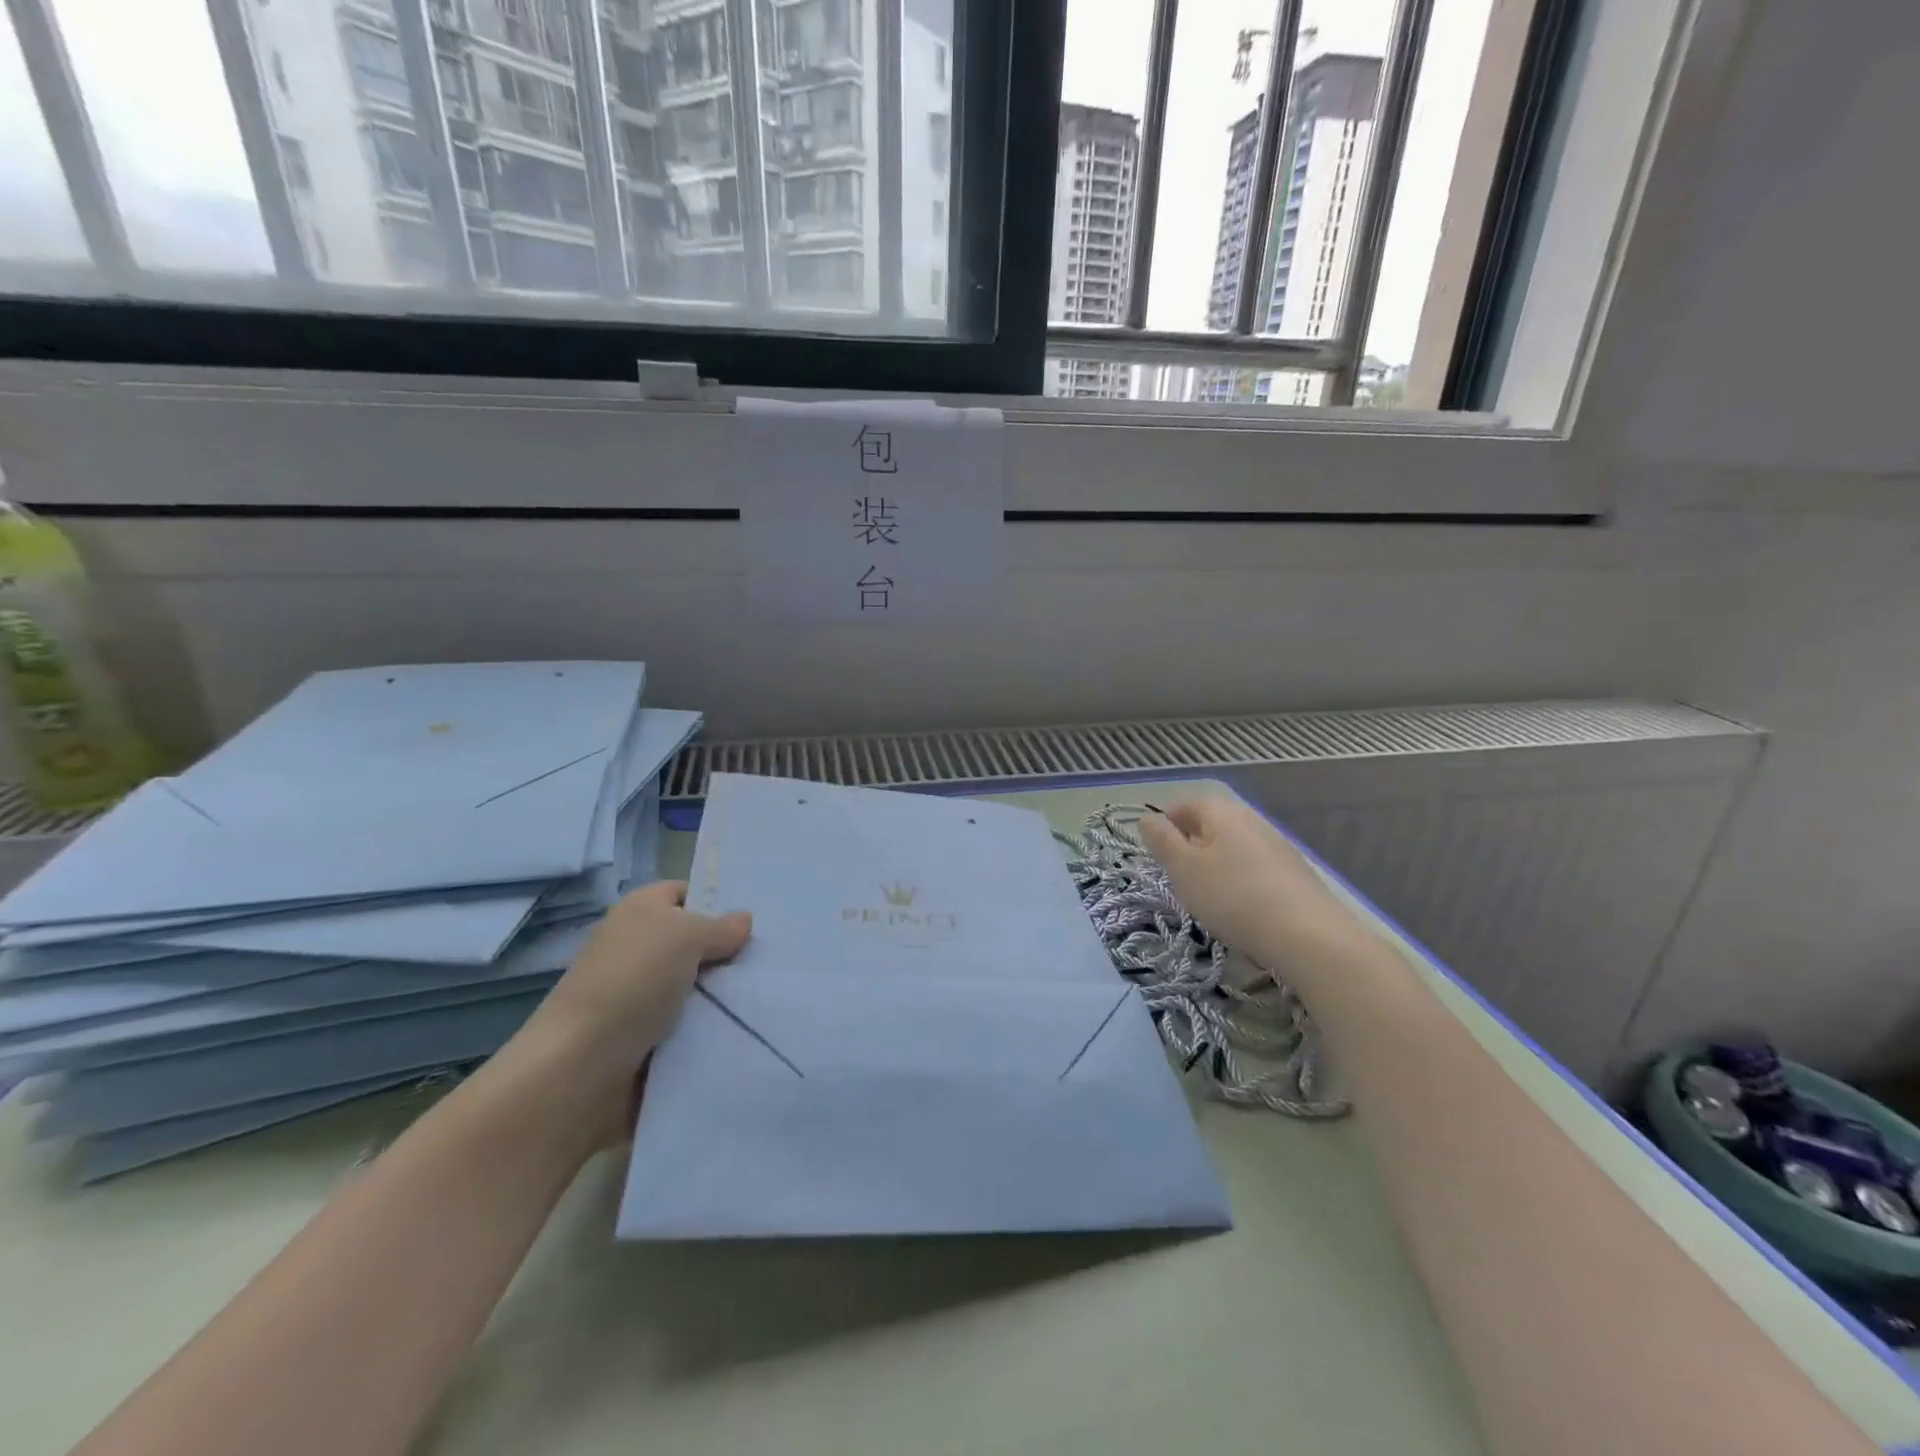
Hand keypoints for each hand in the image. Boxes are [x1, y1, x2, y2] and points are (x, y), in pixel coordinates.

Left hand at [516, 880, 750, 1148]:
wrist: (582, 1066)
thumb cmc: (633, 981)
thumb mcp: (686, 936)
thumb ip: (720, 927)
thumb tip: (744, 920)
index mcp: (640, 910)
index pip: (685, 892)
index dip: (717, 900)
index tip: (758, 918)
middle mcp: (638, 947)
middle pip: (695, 941)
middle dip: (729, 951)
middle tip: (774, 956)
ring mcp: (640, 994)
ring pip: (696, 985)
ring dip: (724, 993)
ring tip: (769, 993)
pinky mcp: (645, 1036)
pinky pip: (689, 1023)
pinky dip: (711, 1027)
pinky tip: (746, 1026)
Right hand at [1138, 798, 1350, 970]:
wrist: (1307, 935)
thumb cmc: (1232, 896)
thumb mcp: (1183, 869)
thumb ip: (1161, 841)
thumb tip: (1147, 818)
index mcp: (1220, 811)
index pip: (1183, 806)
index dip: (1165, 828)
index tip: (1156, 857)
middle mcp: (1250, 818)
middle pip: (1210, 825)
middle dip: (1190, 847)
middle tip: (1179, 878)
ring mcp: (1276, 843)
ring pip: (1233, 846)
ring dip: (1216, 864)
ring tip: (1207, 896)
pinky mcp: (1294, 871)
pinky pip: (1255, 866)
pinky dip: (1240, 879)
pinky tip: (1240, 906)